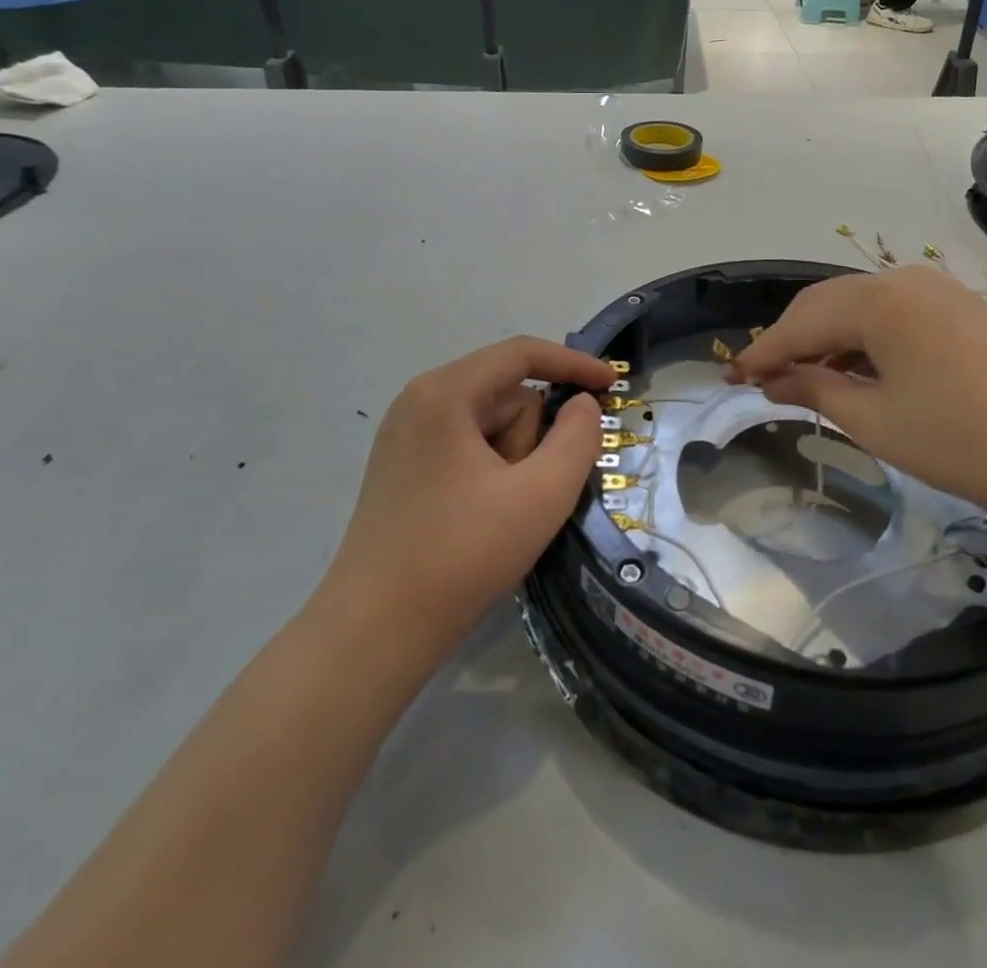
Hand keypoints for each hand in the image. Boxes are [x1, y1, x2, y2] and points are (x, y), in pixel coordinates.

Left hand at [315, 338, 613, 663]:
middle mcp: (419, 401)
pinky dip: (490, 473)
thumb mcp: (542, 494)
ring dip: (512, 460)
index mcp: (445, 393)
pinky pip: (465, 448)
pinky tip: (482, 520)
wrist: (374, 633)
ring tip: (500, 514)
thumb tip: (582, 405)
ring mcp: (405, 435)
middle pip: (505, 395)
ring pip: (488, 425)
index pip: (521, 354)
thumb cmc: (462, 555)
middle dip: (532, 438)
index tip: (612, 385)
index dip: (573, 364)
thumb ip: (578, 437)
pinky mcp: (401, 468)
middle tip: (527, 493)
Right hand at [729, 267, 986, 526]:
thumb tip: (773, 380)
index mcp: (876, 300)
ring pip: (860, 307)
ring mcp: (936, 290)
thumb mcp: (877, 421)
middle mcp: (902, 280)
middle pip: (826, 304)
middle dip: (791, 340)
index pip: (800, 323)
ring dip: (828, 339)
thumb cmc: (964, 439)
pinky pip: (893, 315)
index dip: (763, 352)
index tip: (731, 378)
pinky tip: (858, 370)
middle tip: (762, 378)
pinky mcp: (960, 308)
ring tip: (805, 377)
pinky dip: (864, 340)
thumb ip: (817, 390)